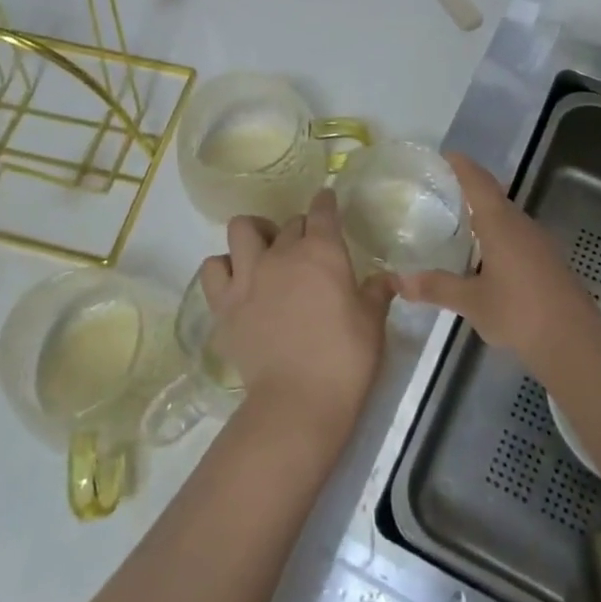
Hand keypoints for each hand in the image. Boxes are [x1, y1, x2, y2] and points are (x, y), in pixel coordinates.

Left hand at [198, 191, 392, 439]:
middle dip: (300, 230)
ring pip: (242, 229)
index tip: (326, 201)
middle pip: (289, 223)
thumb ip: (376, 293)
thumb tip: (387, 278)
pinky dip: (223, 268)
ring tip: (264, 253)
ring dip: (255, 235)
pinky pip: (213, 268)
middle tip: (308, 251)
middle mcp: (282, 254)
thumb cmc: (346, 359)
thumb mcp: (372, 323)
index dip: (325, 202)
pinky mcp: (224, 304)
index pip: (322, 211)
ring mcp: (248, 276)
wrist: (298, 401)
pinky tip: (236, 281)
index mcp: (322, 252)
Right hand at [397, 154, 596, 365]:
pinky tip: (487, 256)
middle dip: (472, 190)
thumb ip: (436, 287)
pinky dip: (498, 236)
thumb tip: (399, 280)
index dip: (463, 166)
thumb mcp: (471, 302)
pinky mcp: (549, 262)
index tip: (447, 155)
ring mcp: (539, 243)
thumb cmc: (518, 312)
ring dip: (486, 215)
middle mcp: (522, 225)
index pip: (479, 183)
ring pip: (508, 218)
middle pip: (495, 197)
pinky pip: (518, 237)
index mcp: (501, 224)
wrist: (574, 341)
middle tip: (444, 190)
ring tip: (460, 222)